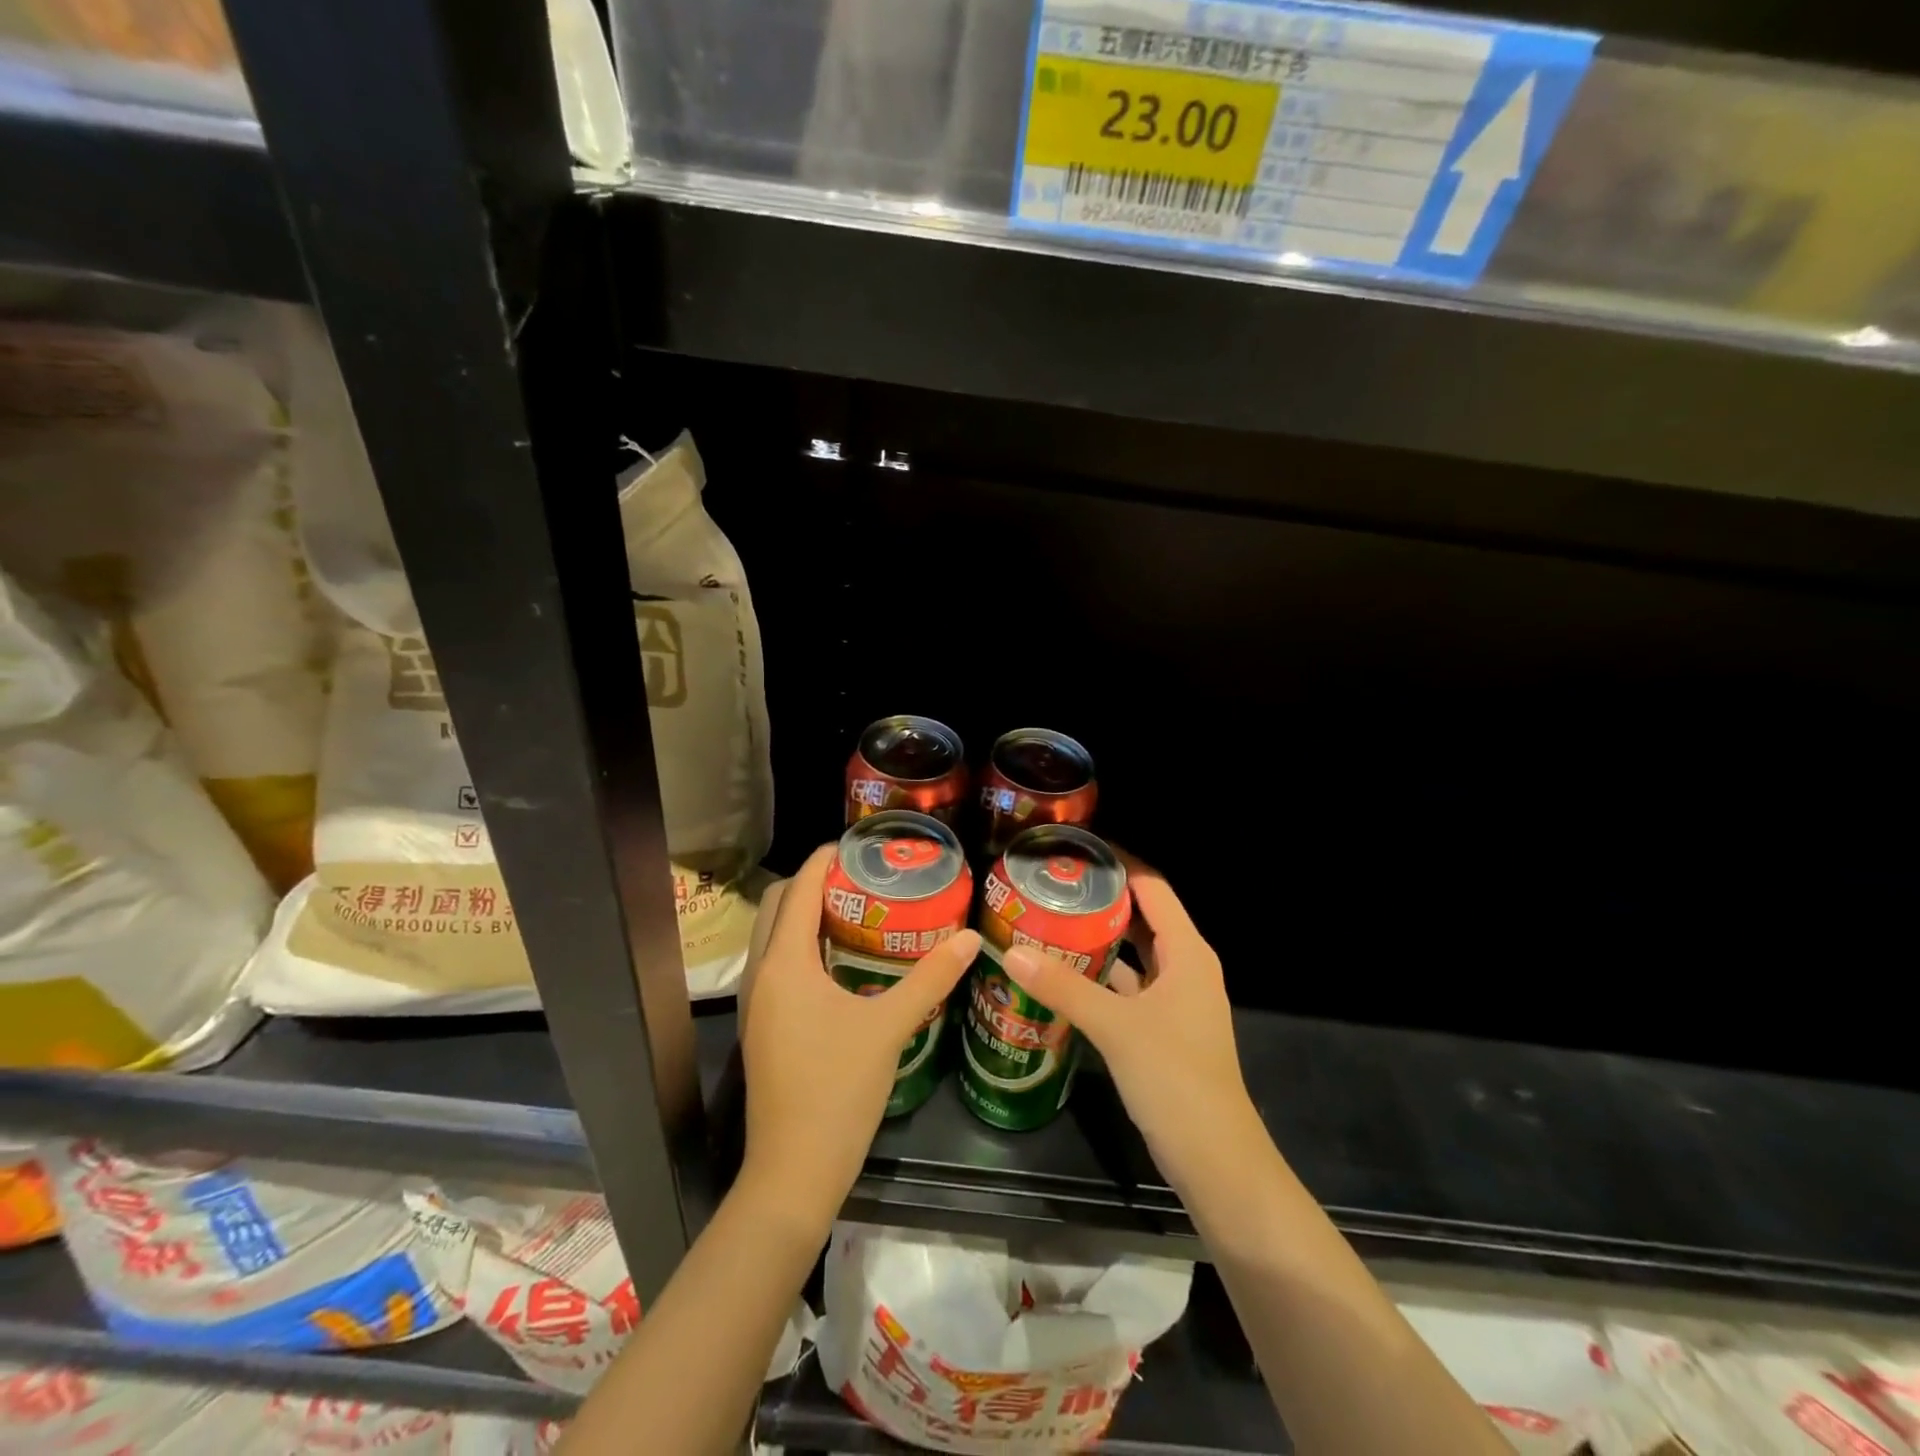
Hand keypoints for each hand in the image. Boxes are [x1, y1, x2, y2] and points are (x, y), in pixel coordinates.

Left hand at [739, 844, 980, 1230]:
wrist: (793, 1173)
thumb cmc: (837, 1091)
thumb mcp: (890, 1028)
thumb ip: (931, 979)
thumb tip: (971, 940)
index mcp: (784, 964)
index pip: (796, 889)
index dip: (823, 860)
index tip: (858, 845)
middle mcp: (760, 975)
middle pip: (776, 907)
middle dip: (811, 883)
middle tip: (861, 878)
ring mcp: (756, 1004)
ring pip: (772, 938)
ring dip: (803, 915)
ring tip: (855, 910)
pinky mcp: (762, 1027)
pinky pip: (775, 966)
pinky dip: (800, 947)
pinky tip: (840, 962)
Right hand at [1001, 850, 1263, 1195]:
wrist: (1215, 1159)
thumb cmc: (1175, 1077)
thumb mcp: (1115, 1026)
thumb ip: (1064, 987)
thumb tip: (1011, 952)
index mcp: (1187, 953)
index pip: (1153, 888)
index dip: (1119, 864)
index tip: (1076, 850)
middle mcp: (1184, 968)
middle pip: (1141, 919)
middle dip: (1100, 902)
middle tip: (1050, 886)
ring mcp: (1174, 1002)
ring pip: (1132, 957)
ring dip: (1096, 942)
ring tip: (1048, 923)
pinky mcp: (1161, 1031)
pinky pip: (1127, 990)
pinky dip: (1098, 980)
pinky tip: (1061, 977)